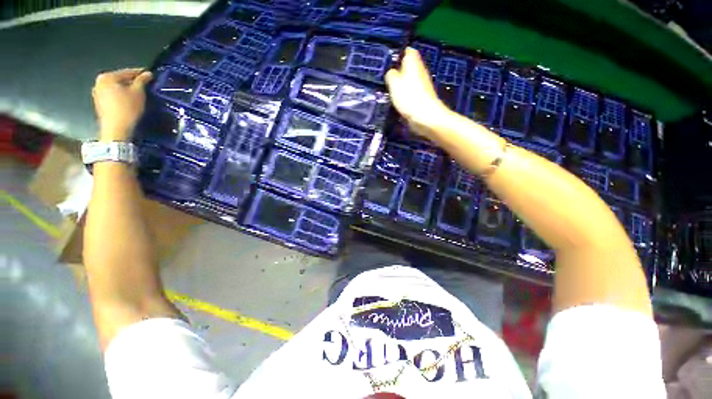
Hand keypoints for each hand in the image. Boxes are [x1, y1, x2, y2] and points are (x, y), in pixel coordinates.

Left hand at [92, 68, 152, 141]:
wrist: (116, 128)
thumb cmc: (127, 108)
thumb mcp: (138, 92)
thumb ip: (142, 80)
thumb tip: (147, 73)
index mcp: (107, 77)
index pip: (128, 72)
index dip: (141, 74)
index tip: (150, 75)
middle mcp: (99, 83)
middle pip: (120, 80)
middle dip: (133, 82)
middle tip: (145, 86)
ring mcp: (97, 94)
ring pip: (116, 88)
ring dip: (127, 90)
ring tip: (139, 94)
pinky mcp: (100, 104)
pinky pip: (113, 96)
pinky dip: (122, 97)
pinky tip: (130, 101)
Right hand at [385, 48, 450, 139]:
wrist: (425, 116)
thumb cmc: (409, 96)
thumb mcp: (393, 82)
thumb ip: (390, 74)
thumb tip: (391, 72)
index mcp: (413, 62)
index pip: (408, 51)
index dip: (400, 54)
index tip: (390, 62)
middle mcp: (420, 70)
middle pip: (409, 66)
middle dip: (399, 71)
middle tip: (388, 80)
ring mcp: (422, 85)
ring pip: (410, 80)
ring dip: (401, 85)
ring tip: (391, 92)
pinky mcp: (422, 97)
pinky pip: (411, 93)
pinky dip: (405, 96)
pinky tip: (399, 102)